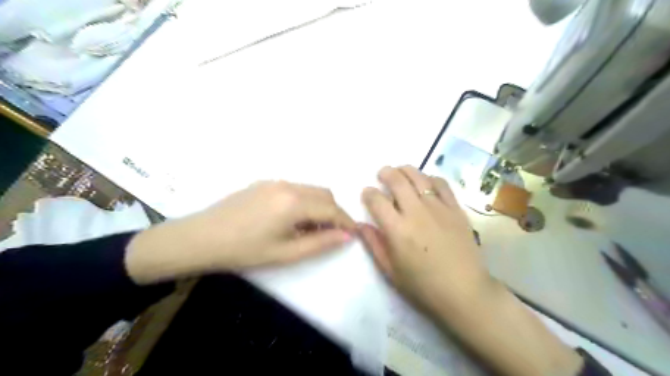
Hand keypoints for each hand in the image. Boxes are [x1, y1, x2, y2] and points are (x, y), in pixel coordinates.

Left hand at [126, 180, 355, 283]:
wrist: (200, 238)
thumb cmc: (244, 251)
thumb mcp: (286, 253)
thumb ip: (320, 243)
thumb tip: (347, 236)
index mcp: (294, 202)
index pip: (332, 208)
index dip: (346, 221)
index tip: (354, 234)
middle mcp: (288, 185)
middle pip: (324, 194)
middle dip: (334, 212)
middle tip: (330, 234)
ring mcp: (274, 181)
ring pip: (310, 190)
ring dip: (319, 206)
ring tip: (310, 229)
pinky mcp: (263, 183)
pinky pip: (294, 189)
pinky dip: (303, 202)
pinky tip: (291, 219)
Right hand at [358, 167, 493, 314]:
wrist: (464, 291)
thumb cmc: (423, 286)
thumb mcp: (390, 271)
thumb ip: (374, 244)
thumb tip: (361, 225)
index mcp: (397, 230)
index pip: (377, 200)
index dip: (368, 193)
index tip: (367, 193)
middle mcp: (416, 212)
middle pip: (397, 181)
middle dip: (386, 173)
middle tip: (382, 174)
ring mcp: (438, 208)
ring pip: (419, 177)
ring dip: (406, 170)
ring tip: (400, 171)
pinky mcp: (455, 209)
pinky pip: (442, 184)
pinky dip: (430, 178)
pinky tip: (426, 182)